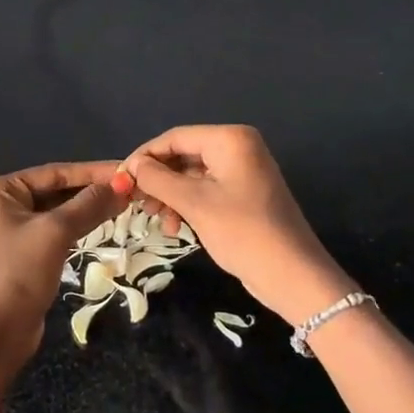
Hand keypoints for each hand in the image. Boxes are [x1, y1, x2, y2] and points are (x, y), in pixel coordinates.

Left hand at [0, 161, 128, 396]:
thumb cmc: (17, 275)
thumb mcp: (54, 234)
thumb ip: (88, 205)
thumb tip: (122, 184)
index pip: (54, 173)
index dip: (92, 172)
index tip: (127, 170)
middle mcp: (2, 204)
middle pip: (56, 190)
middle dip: (92, 190)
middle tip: (132, 188)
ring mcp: (11, 230)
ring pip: (58, 212)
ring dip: (89, 209)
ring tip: (126, 203)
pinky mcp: (23, 254)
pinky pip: (56, 232)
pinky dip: (79, 227)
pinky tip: (104, 224)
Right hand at [126, 125, 342, 322]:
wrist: (292, 275)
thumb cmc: (242, 232)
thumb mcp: (194, 204)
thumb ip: (158, 179)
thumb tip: (131, 166)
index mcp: (230, 139)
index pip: (175, 137)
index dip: (144, 156)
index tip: (121, 179)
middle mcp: (237, 147)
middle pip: (183, 154)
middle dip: (157, 179)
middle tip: (136, 203)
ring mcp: (242, 171)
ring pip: (191, 175)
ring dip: (170, 195)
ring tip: (155, 219)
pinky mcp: (243, 194)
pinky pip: (206, 189)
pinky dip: (187, 204)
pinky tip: (175, 227)